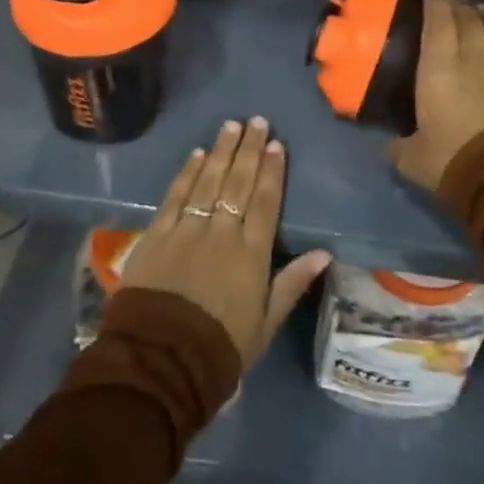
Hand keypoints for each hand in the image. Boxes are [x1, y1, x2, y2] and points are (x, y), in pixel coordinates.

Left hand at [118, 117, 330, 369]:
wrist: (160, 362)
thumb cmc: (220, 347)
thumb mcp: (265, 323)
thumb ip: (293, 283)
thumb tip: (325, 252)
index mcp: (251, 253)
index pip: (266, 202)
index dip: (273, 171)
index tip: (277, 144)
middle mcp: (222, 232)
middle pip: (239, 183)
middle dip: (250, 150)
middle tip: (257, 121)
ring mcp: (188, 230)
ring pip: (209, 181)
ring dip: (221, 151)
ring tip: (231, 126)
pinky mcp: (158, 235)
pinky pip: (176, 196)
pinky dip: (187, 173)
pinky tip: (196, 153)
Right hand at [388, 0, 483, 192]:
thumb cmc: (454, 161)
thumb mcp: (413, 159)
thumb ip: (400, 146)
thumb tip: (393, 145)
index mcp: (438, 68)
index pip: (437, 22)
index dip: (434, 3)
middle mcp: (472, 57)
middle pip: (467, 19)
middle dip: (458, 5)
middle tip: (453, 0)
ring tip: (479, 10)